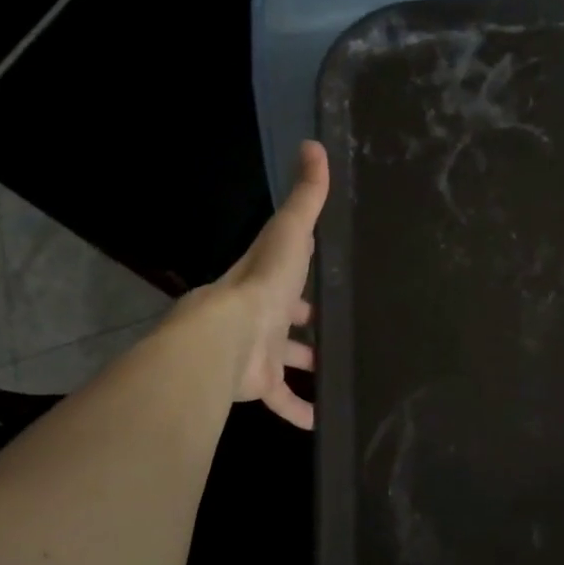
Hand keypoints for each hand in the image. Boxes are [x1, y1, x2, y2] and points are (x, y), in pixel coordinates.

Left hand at [202, 140, 328, 428]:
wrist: (225, 340)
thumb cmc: (262, 284)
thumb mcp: (289, 232)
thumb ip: (306, 197)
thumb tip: (314, 143)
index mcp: (266, 278)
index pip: (286, 266)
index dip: (302, 266)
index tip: (322, 268)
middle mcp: (260, 313)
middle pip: (286, 315)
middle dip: (306, 320)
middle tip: (336, 325)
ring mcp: (258, 351)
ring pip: (284, 358)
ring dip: (306, 364)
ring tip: (338, 370)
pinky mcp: (259, 383)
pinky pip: (281, 398)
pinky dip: (299, 410)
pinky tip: (321, 421)